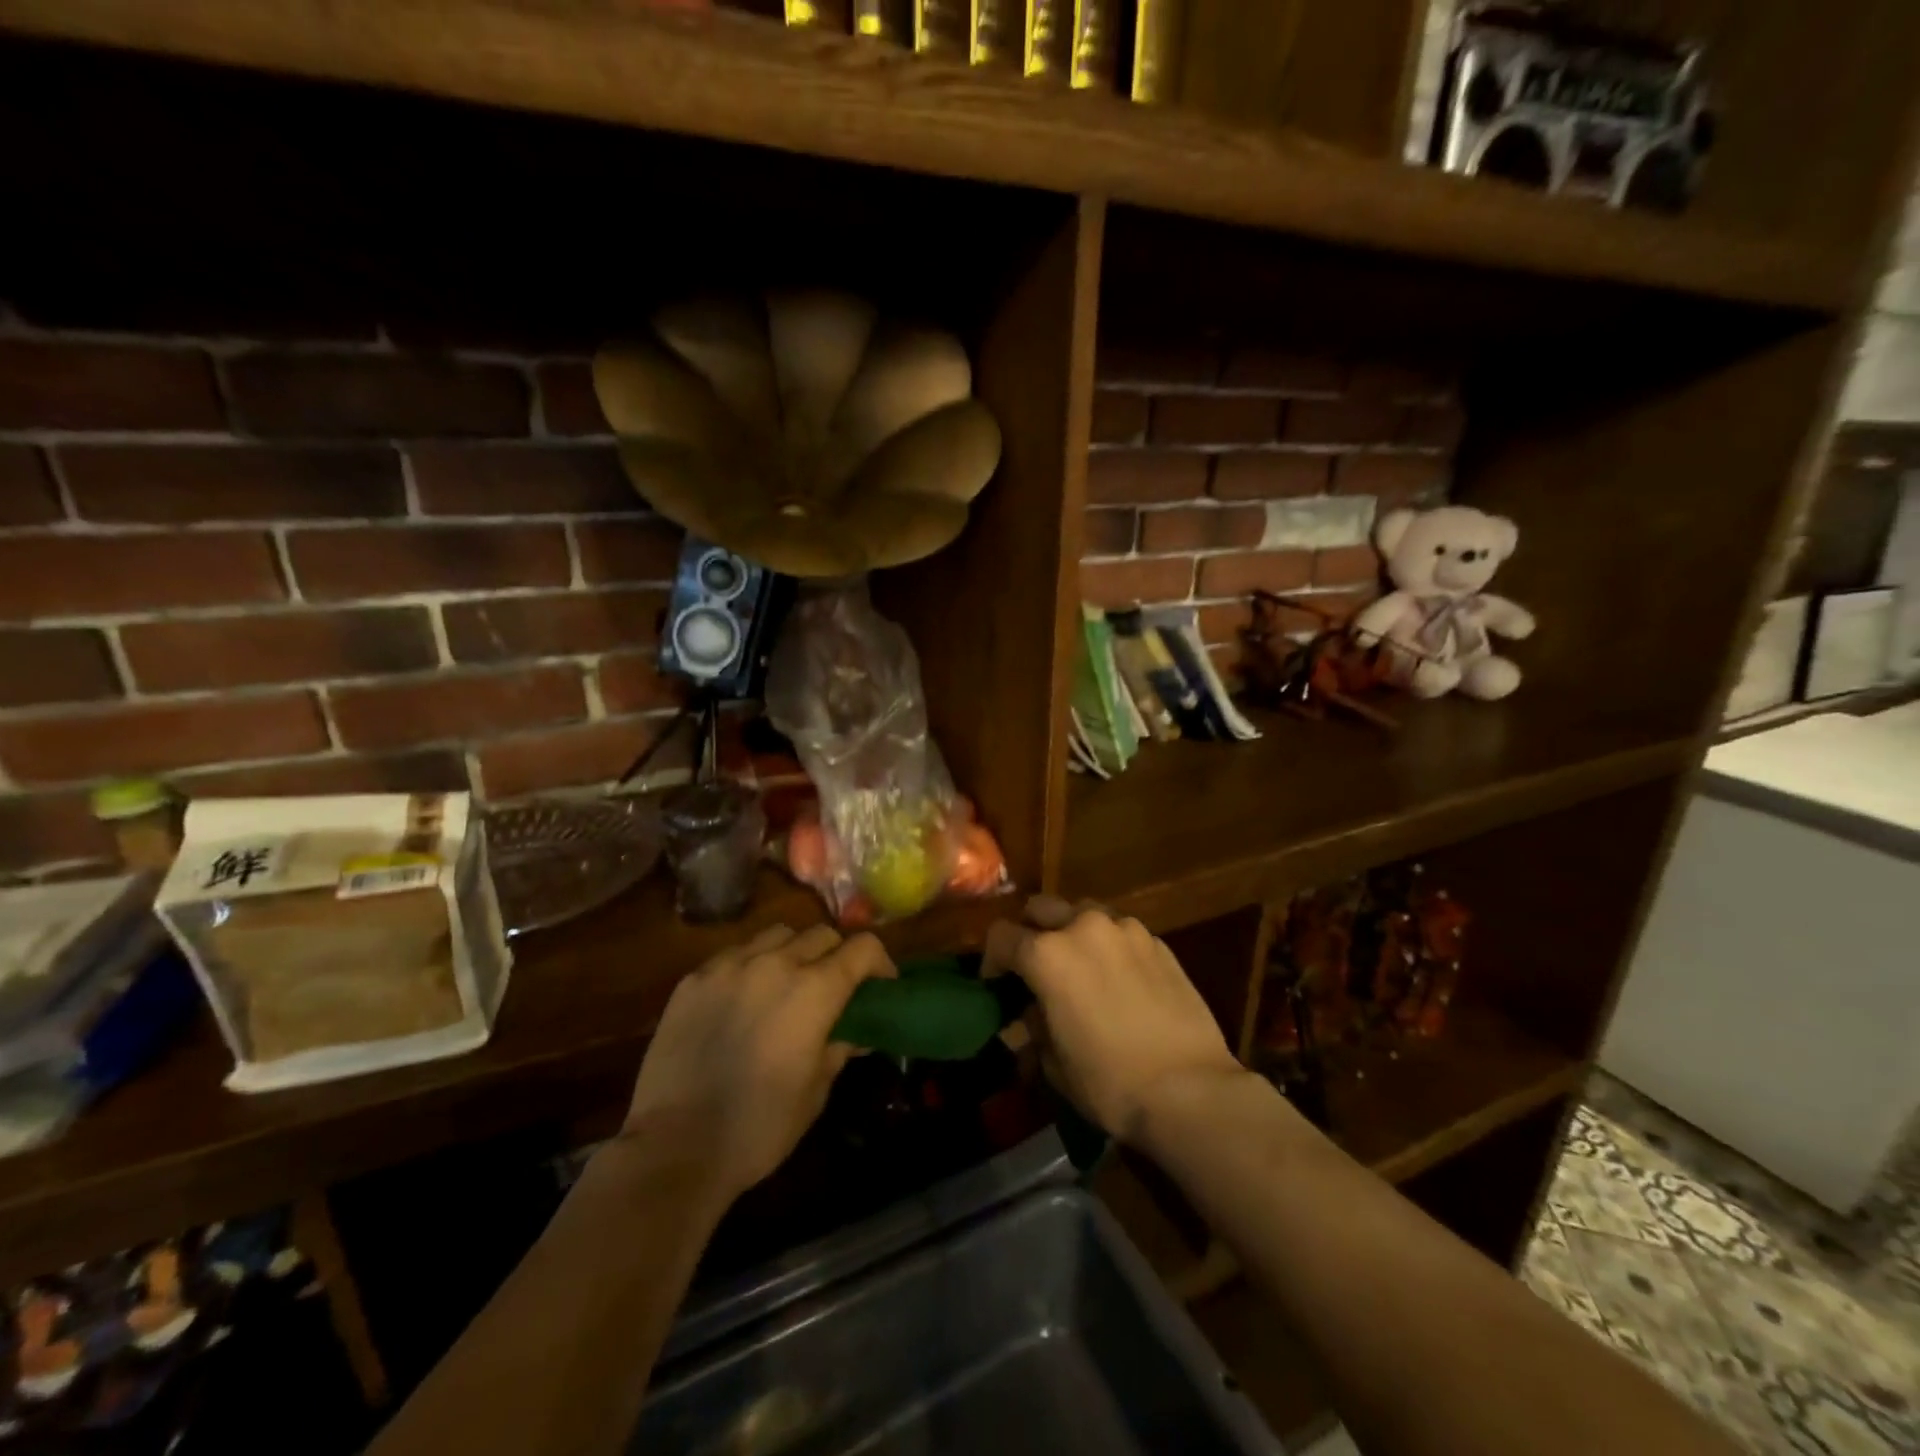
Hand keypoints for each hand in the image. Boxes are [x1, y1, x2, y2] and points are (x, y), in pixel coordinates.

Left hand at [622, 924, 895, 1205]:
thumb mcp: (816, 1090)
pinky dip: (753, 964)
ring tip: (788, 983)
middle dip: (838, 955)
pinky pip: (736, 953)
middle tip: (835, 987)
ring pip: (778, 934)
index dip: (880, 963)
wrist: (675, 1148)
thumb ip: (839, 1046)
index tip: (881, 986)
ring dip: (795, 951)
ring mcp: (730, 966)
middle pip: (822, 933)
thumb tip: (855, 1031)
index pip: (863, 948)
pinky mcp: (694, 979)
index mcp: (814, 990)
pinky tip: (745, 997)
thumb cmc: (760, 1127)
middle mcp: (776, 963)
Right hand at [984, 898, 1245, 1145]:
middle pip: (1041, 908)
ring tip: (1080, 966)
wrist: (1191, 1089)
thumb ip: (1035, 1026)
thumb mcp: (1054, 1063)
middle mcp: (1083, 928)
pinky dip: (1109, 946)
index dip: (992, 959)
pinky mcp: (1157, 941)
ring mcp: (1125, 929)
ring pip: (1084, 912)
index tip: (995, 983)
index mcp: (1047, 955)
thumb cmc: (1111, 1082)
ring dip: (1072, 932)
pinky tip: (1119, 978)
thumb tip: (1033, 1013)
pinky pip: (1120, 931)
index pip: (1001, 936)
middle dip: (1031, 931)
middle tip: (1035, 966)